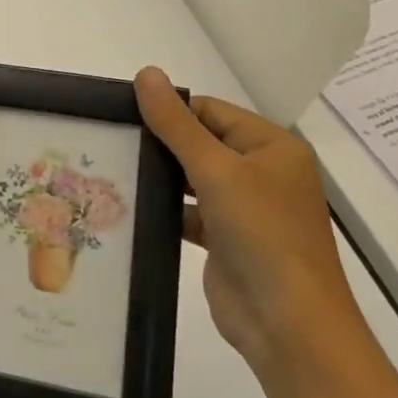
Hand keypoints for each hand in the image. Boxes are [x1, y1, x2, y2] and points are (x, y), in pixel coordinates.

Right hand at [135, 67, 360, 369]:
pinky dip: (165, 209)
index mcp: (272, 147)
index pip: (211, 112)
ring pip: (192, 180)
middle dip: (160, 144)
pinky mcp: (227, 241)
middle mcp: (262, 173)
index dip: (170, 111)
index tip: (122, 114)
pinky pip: (189, 213)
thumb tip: (147, 73)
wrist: (288, 324)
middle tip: (109, 140)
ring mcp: (245, 209)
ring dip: (159, 177)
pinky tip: (128, 206)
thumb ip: (176, 124)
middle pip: (201, 144)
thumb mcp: (216, 170)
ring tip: (110, 168)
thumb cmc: (262, 234)